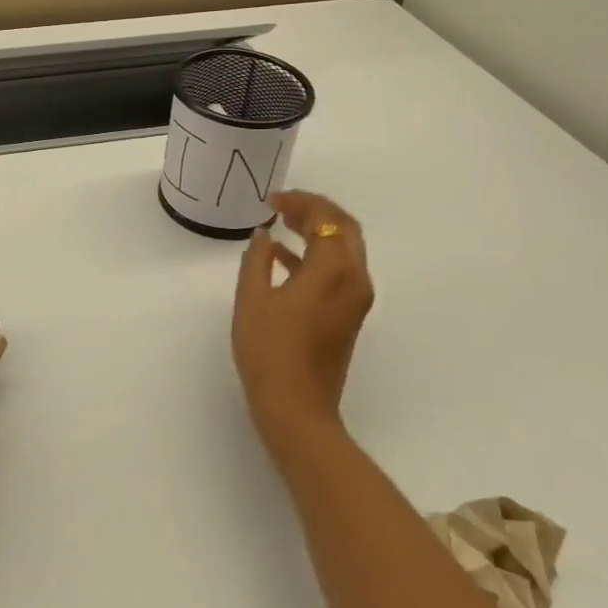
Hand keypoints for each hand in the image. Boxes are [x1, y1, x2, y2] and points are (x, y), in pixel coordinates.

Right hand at [232, 192, 374, 452]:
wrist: (296, 408)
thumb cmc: (269, 350)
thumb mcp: (252, 299)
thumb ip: (257, 260)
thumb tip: (263, 237)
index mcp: (333, 270)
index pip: (327, 219)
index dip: (301, 202)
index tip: (273, 199)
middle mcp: (354, 280)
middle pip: (344, 229)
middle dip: (316, 212)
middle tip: (283, 205)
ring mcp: (355, 300)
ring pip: (344, 250)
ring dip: (318, 232)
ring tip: (282, 223)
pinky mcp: (348, 317)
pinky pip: (339, 272)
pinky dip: (316, 256)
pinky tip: (284, 258)